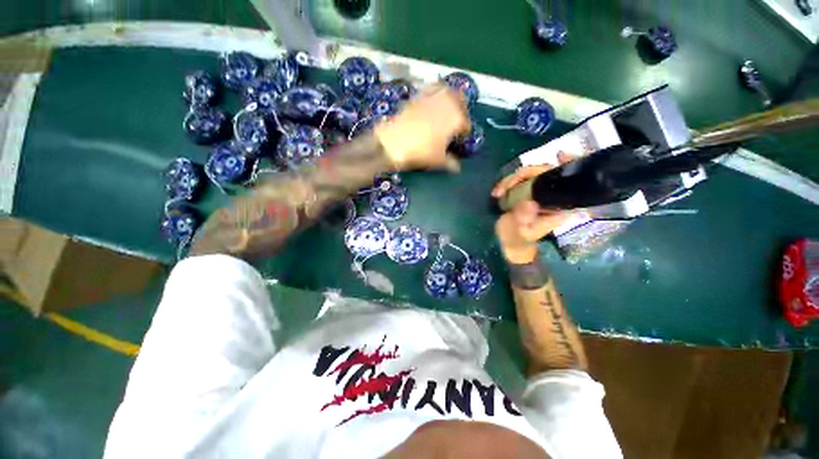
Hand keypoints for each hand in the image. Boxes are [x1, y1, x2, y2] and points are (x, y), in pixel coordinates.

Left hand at [374, 85, 469, 171]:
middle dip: (461, 109)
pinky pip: (431, 89)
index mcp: (456, 118)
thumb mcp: (438, 160)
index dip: (464, 132)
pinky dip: (435, 93)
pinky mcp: (418, 95)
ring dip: (450, 98)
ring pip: (448, 91)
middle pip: (460, 101)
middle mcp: (447, 103)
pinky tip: (431, 102)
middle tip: (456, 120)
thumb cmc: (421, 152)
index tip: (460, 138)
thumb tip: (458, 167)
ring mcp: (432, 97)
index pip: (466, 124)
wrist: (394, 142)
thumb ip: (451, 162)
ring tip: (446, 109)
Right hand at [491, 154, 574, 263]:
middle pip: (544, 172)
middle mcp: (552, 196)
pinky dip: (507, 183)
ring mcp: (539, 192)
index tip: (561, 154)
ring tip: (497, 193)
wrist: (509, 242)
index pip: (570, 182)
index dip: (570, 165)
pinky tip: (497, 192)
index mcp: (559, 206)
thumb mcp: (520, 232)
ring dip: (510, 180)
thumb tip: (528, 203)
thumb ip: (523, 219)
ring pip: (529, 174)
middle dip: (522, 175)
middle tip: (503, 187)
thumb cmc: (518, 239)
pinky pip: (519, 179)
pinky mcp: (527, 192)